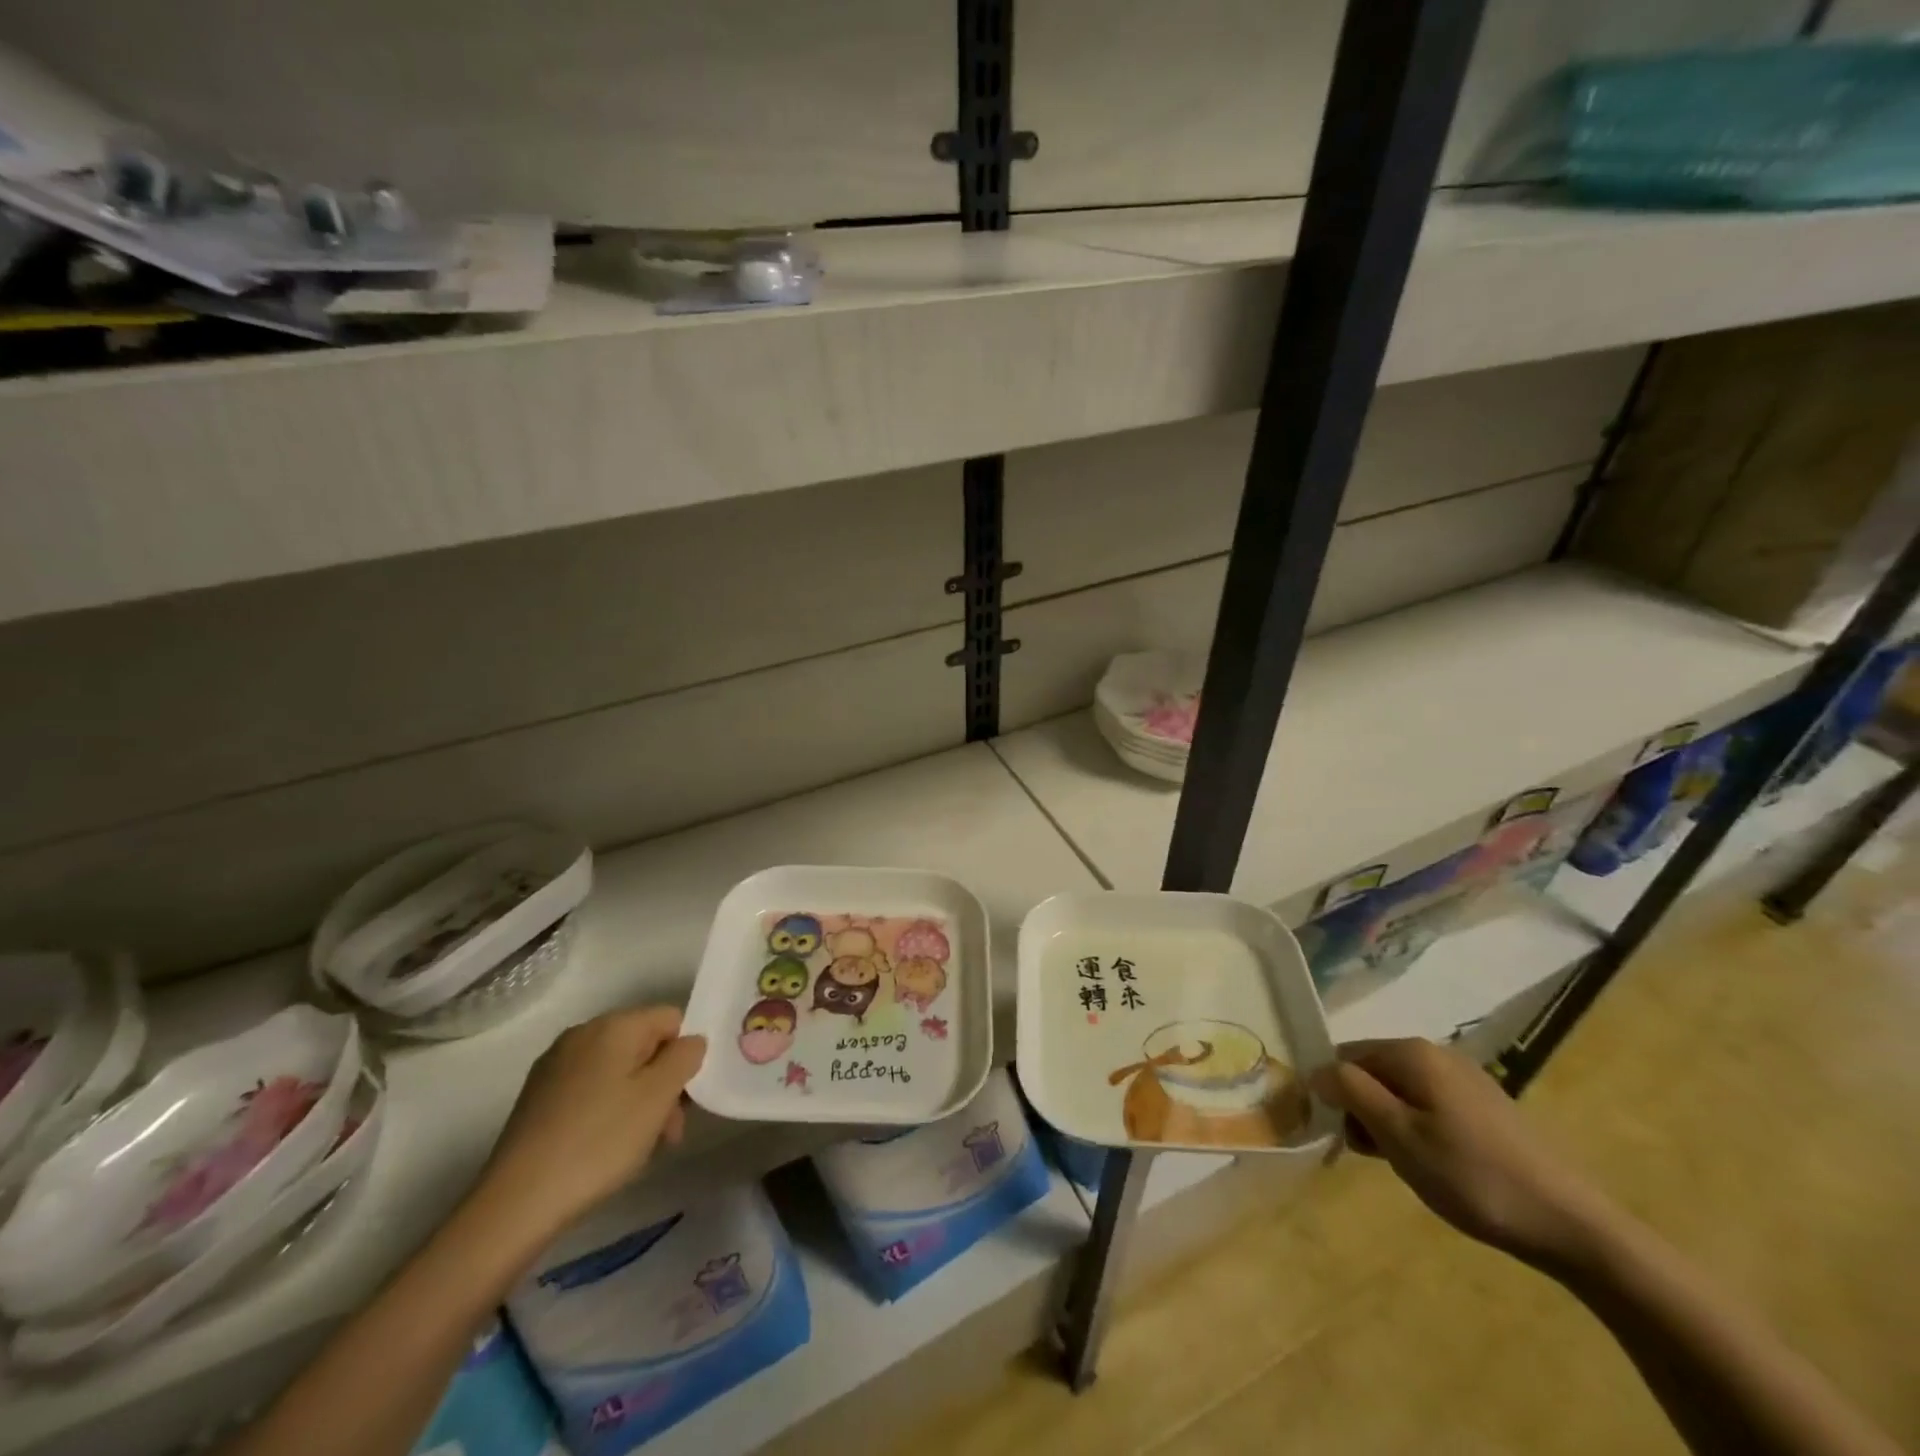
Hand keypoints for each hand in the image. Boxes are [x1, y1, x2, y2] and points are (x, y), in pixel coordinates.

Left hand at [472, 1007, 706, 1251]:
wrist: (516, 1203)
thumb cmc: (599, 1141)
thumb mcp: (658, 1096)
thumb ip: (685, 1057)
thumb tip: (690, 1041)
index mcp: (613, 1025)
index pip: (671, 1019)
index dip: (685, 1055)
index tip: (684, 1099)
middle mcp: (582, 1034)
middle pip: (643, 1045)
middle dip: (662, 1083)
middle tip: (668, 1132)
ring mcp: (555, 1065)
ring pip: (617, 1070)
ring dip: (638, 1101)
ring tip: (638, 1148)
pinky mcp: (537, 1097)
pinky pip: (589, 1089)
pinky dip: (607, 1110)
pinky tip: (603, 1148)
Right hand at [1311, 1038, 1616, 1271]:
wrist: (1571, 1225)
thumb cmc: (1472, 1177)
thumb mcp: (1398, 1136)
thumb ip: (1351, 1093)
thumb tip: (1316, 1069)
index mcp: (1411, 1053)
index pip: (1344, 1056)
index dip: (1333, 1092)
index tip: (1339, 1134)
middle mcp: (1436, 1053)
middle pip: (1372, 1070)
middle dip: (1362, 1109)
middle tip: (1374, 1156)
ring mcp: (1465, 1078)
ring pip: (1400, 1090)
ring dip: (1389, 1122)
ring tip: (1406, 1165)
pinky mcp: (1485, 1105)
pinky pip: (1429, 1104)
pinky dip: (1418, 1128)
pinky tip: (1436, 1164)